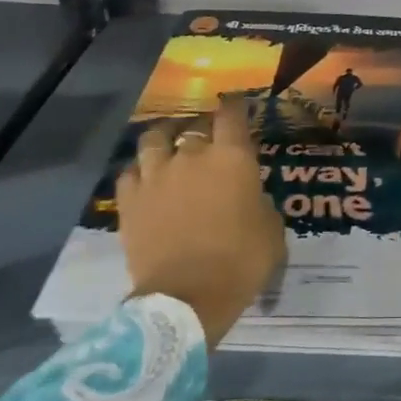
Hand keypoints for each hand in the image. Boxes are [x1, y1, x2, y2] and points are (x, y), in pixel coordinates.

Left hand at [115, 96, 286, 347]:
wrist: (188, 297)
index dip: (234, 105)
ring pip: (154, 139)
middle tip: (206, 136)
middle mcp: (191, 156)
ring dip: (164, 139)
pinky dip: (139, 170)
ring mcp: (155, 176)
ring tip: (168, 144)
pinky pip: (129, 172)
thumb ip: (259, 202)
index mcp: (232, 158)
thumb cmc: (242, 262)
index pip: (232, 115)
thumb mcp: (272, 230)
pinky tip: (145, 178)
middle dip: (201, 128)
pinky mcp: (129, 200)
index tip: (236, 103)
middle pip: (193, 127)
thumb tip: (249, 196)